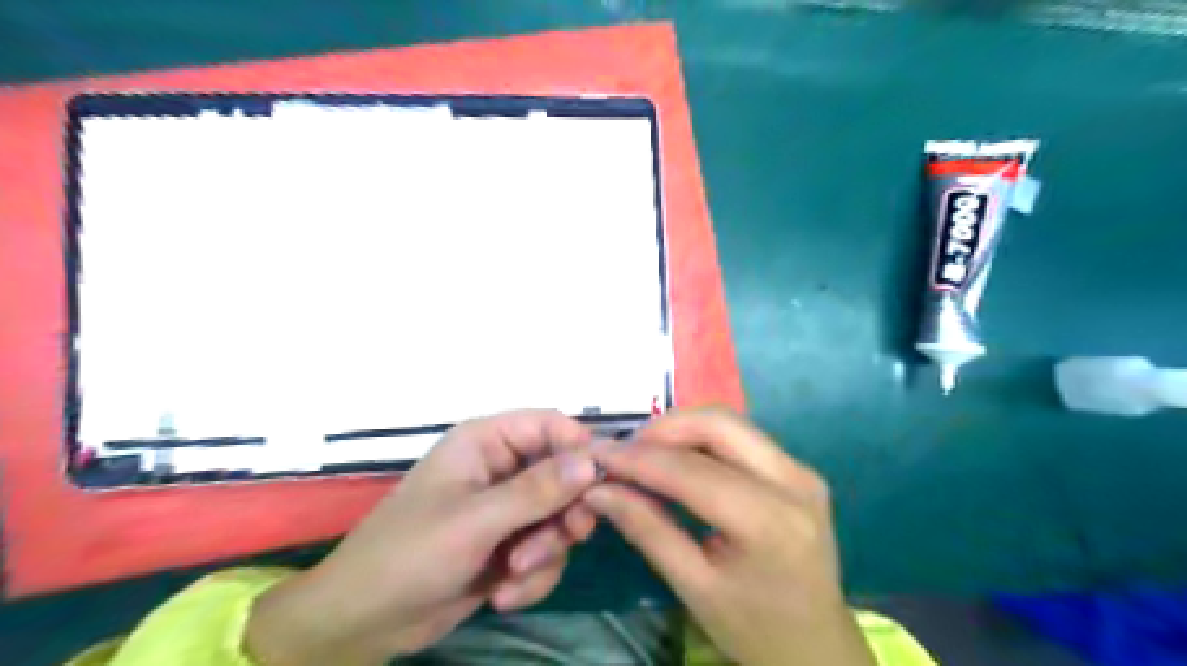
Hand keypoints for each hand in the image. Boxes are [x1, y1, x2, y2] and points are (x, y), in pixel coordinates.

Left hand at [248, 412, 602, 665]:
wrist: (363, 624)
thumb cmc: (410, 555)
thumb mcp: (476, 520)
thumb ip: (537, 490)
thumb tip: (593, 461)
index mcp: (486, 442)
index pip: (550, 426)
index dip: (580, 448)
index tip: (602, 483)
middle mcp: (501, 469)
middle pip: (564, 474)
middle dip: (563, 513)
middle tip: (566, 537)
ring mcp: (506, 510)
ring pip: (559, 517)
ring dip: (546, 550)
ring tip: (514, 574)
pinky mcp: (508, 546)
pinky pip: (546, 552)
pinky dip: (533, 576)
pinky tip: (502, 594)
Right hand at [583, 406, 868, 664]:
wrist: (818, 647)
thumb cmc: (754, 628)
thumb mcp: (693, 587)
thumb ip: (646, 530)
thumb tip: (599, 490)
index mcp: (769, 522)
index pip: (691, 471)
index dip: (638, 458)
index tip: (597, 454)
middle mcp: (793, 481)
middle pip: (718, 425)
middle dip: (663, 428)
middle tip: (624, 450)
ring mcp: (801, 471)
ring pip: (730, 423)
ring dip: (681, 429)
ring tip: (644, 453)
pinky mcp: (798, 470)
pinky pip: (741, 437)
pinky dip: (701, 439)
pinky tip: (677, 458)